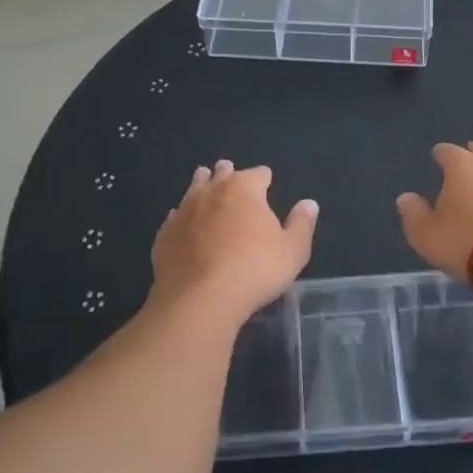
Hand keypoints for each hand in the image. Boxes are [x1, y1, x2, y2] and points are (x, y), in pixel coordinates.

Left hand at [150, 160, 317, 320]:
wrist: (199, 300)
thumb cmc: (254, 270)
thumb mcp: (293, 250)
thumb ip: (302, 224)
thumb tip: (309, 203)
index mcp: (244, 188)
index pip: (259, 173)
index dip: (265, 178)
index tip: (267, 183)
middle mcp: (211, 191)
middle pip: (222, 174)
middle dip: (228, 173)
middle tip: (230, 172)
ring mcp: (184, 211)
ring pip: (194, 189)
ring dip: (202, 185)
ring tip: (204, 181)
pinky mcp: (164, 235)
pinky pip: (176, 217)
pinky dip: (183, 217)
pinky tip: (184, 223)